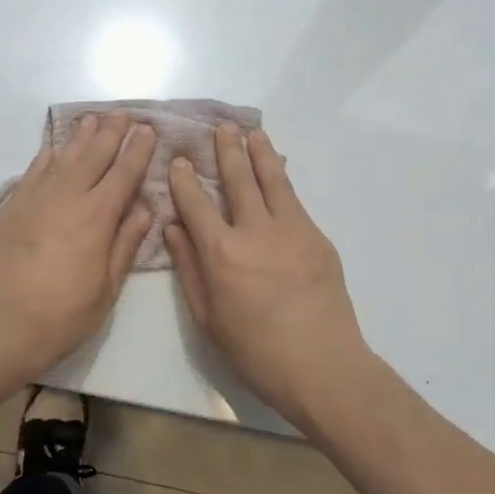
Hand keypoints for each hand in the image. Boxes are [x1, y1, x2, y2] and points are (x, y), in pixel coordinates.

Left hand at [0, 112, 155, 381]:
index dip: (137, 150)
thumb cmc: (61, 316)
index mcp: (96, 216)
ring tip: (92, 119)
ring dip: (80, 137)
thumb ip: (125, 243)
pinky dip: (46, 157)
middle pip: (93, 156)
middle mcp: (66, 197)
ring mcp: (33, 199)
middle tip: (122, 114)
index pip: (123, 173)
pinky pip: (32, 172)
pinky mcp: (8, 208)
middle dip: (111, 133)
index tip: (147, 130)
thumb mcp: (106, 288)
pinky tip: (53, 149)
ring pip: (62, 158)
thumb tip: (143, 207)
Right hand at [166, 125, 367, 426]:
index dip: (185, 179)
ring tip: (251, 132)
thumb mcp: (207, 317)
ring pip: (272, 180)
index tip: (179, 160)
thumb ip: (189, 268)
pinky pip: (294, 200)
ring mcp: (291, 230)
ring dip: (259, 153)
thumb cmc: (255, 351)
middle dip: (226, 151)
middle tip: (220, 128)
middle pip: (238, 180)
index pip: (196, 203)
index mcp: (221, 253)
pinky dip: (282, 179)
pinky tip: (278, 171)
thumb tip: (173, 229)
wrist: (322, 366)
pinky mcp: (317, 238)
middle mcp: (255, 231)